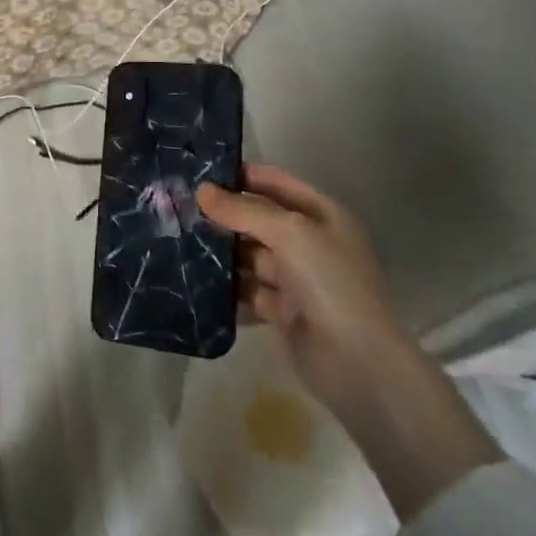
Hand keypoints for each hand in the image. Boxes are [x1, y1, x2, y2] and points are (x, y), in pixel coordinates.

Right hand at [197, 164, 406, 420]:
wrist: (357, 363)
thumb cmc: (330, 282)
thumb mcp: (289, 233)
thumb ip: (243, 210)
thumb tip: (202, 190)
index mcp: (323, 216)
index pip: (277, 184)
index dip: (243, 176)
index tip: (201, 172)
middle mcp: (310, 243)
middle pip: (260, 220)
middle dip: (225, 215)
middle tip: (180, 207)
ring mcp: (297, 279)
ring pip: (250, 256)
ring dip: (221, 252)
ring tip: (178, 241)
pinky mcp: (282, 312)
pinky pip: (248, 291)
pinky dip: (225, 288)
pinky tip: (193, 279)